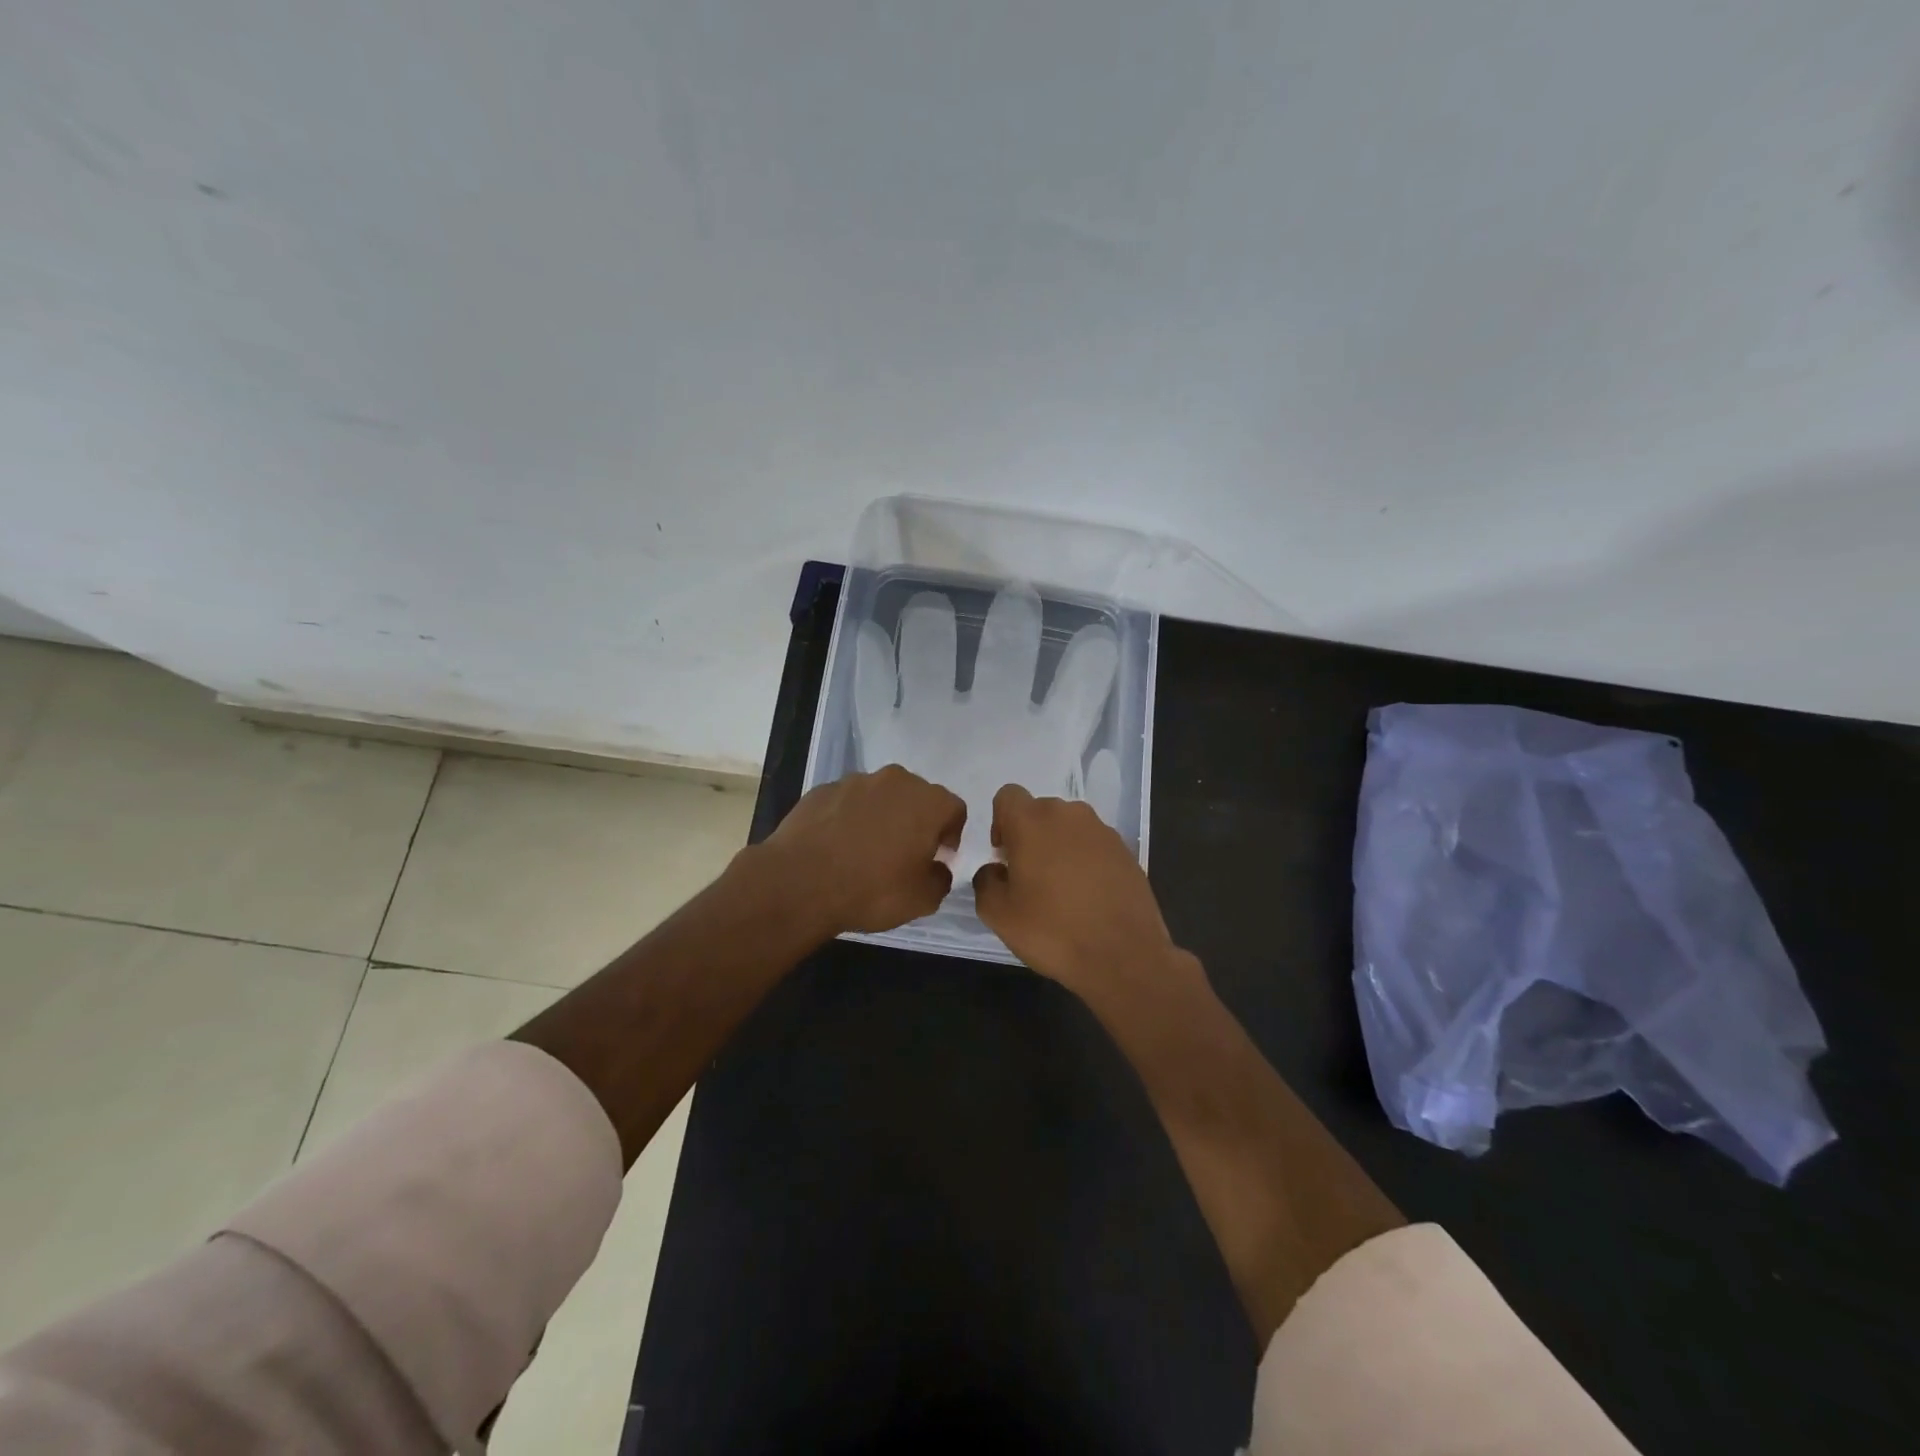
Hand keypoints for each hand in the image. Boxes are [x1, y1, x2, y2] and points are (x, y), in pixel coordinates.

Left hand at [763, 765, 966, 936]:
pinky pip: (847, 802)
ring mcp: (855, 781)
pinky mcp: (822, 790)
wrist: (800, 883)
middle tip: (905, 853)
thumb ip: (941, 879)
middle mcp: (895, 781)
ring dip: (881, 816)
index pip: (954, 809)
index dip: (951, 834)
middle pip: (917, 796)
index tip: (938, 857)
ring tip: (866, 850)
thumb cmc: (872, 890)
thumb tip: (938, 868)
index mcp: (928, 802)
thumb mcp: (922, 899)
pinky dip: (849, 818)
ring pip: (880, 796)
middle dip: (916, 820)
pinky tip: (838, 846)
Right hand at [971, 783, 1183, 997]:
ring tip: (1060, 889)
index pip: (1007, 796)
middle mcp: (1068, 814)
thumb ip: (985, 882)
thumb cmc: (1053, 931)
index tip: (1005, 856)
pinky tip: (1088, 896)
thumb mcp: (999, 915)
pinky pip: (1094, 844)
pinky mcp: (1125, 850)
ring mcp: (1102, 830)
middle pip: (1039, 811)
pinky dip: (1086, 860)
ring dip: (1059, 847)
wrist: (1124, 956)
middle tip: (1029, 877)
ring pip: (1069, 827)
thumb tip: (994, 870)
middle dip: (1030, 836)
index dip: (1000, 822)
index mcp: (1032, 821)